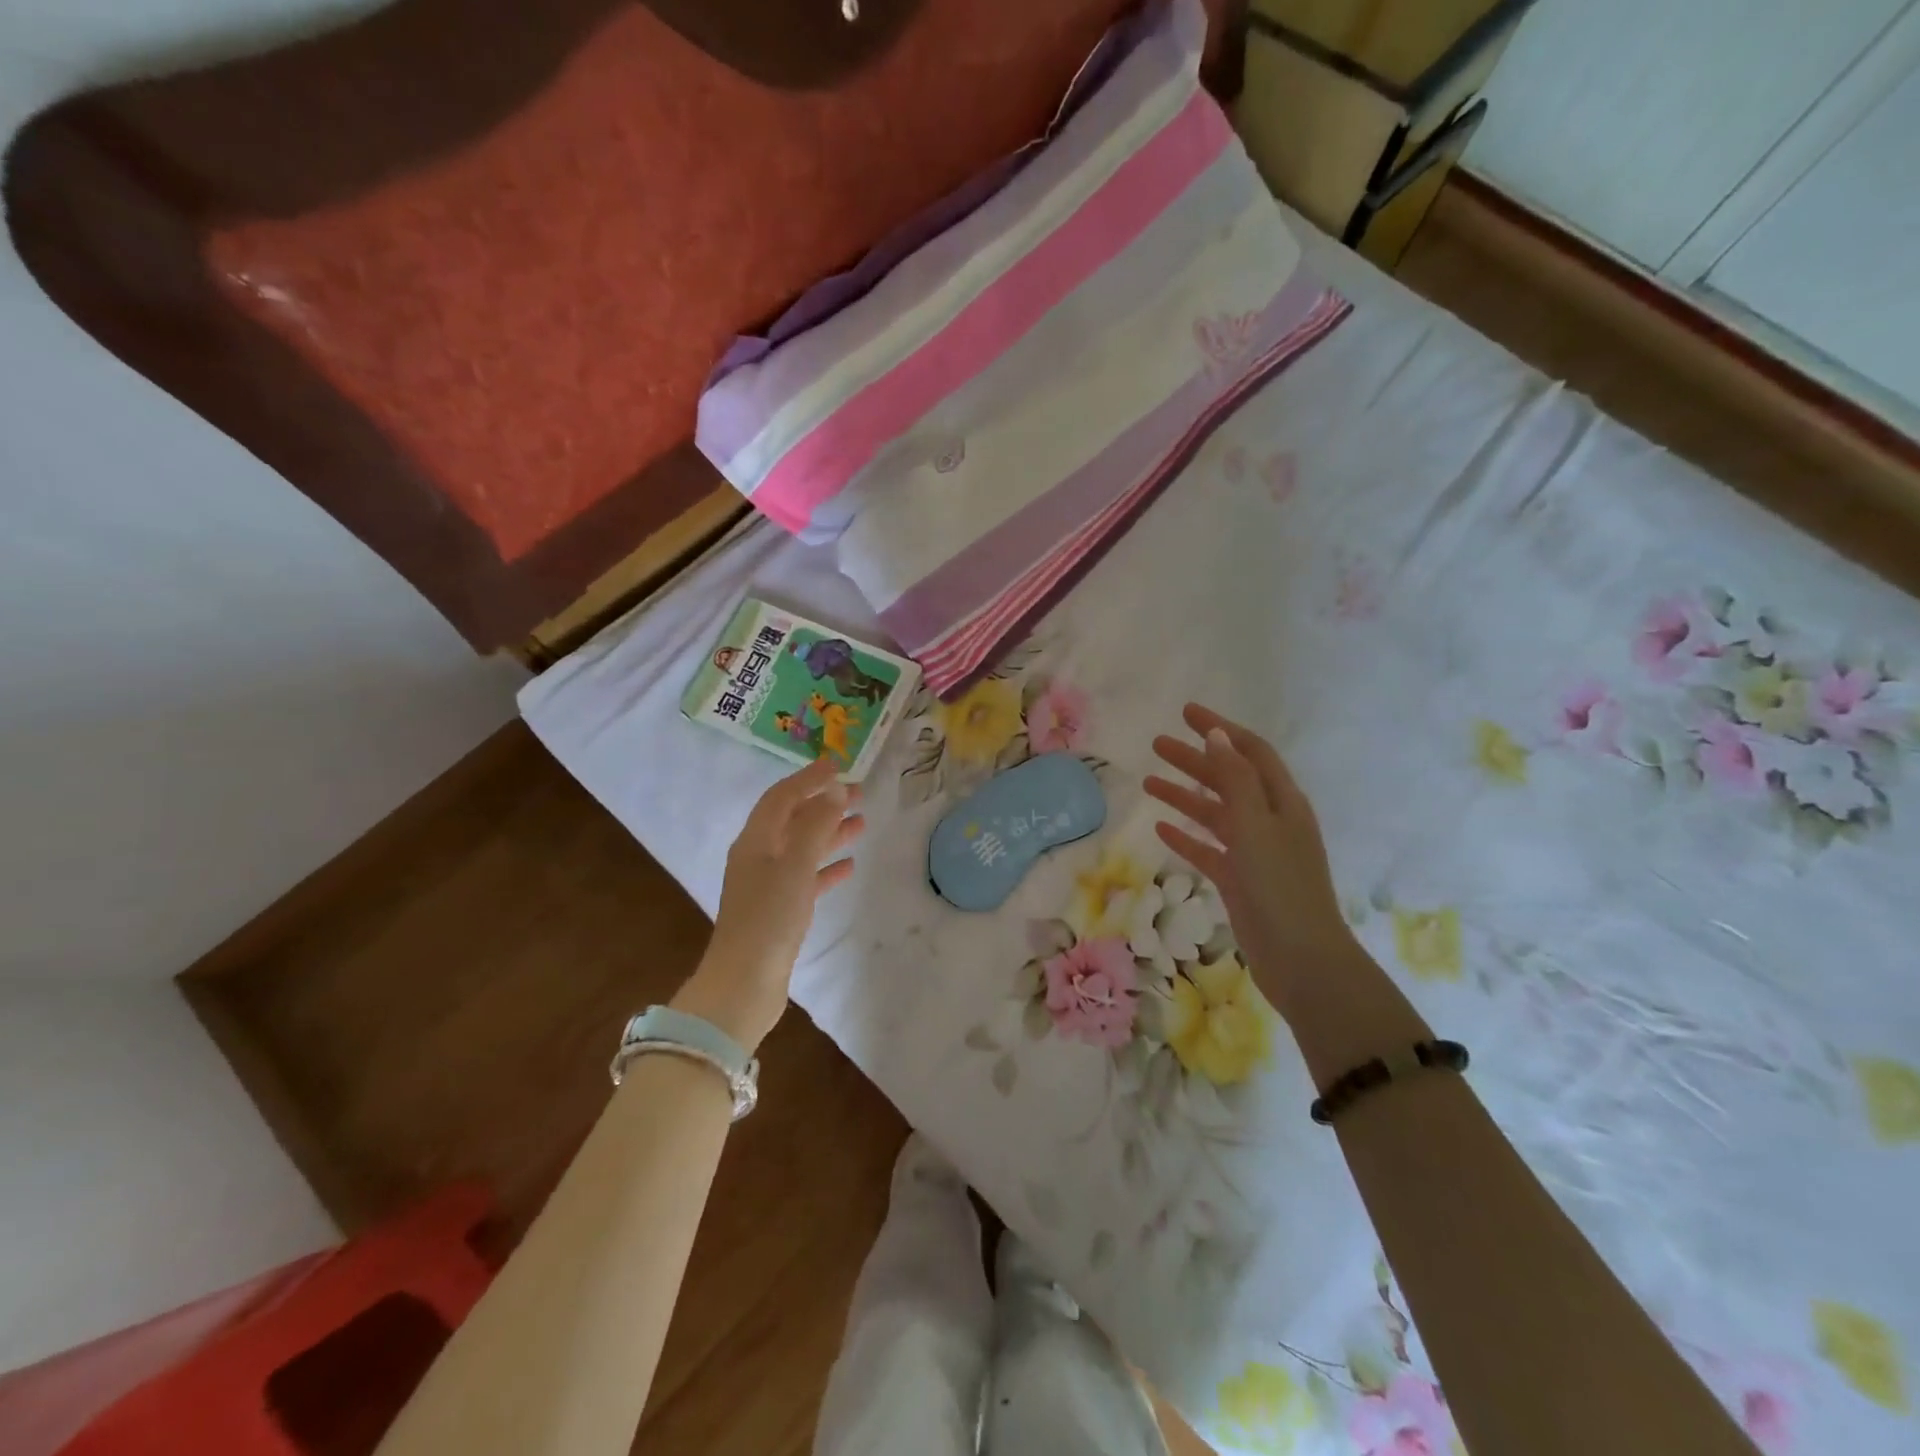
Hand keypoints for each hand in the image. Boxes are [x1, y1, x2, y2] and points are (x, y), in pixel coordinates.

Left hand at [674, 758, 864, 1052]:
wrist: (744, 984)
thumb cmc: (769, 918)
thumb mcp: (795, 866)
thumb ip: (816, 826)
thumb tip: (835, 789)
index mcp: (755, 841)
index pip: (782, 797)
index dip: (808, 779)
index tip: (837, 764)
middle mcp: (758, 857)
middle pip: (794, 819)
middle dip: (824, 803)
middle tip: (860, 792)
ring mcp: (768, 884)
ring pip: (803, 847)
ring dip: (830, 832)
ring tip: (862, 823)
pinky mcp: (779, 910)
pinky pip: (807, 877)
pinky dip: (827, 867)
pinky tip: (849, 865)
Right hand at [1144, 704, 1426, 1079]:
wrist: (1301, 959)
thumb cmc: (1280, 886)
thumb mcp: (1257, 825)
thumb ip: (1236, 779)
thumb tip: (1218, 736)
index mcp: (1282, 801)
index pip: (1250, 751)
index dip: (1220, 729)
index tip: (1186, 713)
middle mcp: (1270, 820)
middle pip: (1228, 779)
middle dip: (1194, 760)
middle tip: (1157, 744)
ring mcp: (1255, 852)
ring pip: (1214, 813)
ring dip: (1184, 796)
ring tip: (1148, 783)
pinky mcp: (1240, 880)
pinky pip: (1209, 849)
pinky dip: (1187, 836)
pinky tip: (1162, 829)